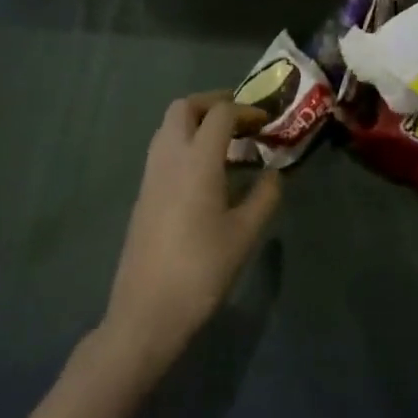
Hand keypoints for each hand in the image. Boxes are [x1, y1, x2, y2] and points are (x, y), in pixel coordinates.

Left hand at [100, 94, 282, 376]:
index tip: (266, 122)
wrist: (146, 313)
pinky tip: (205, 174)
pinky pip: (163, 149)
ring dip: (196, 122)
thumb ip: (265, 196)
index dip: (246, 110)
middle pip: (185, 107)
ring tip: (225, 145)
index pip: (221, 113)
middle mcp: (169, 156)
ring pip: (169, 126)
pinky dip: (184, 143)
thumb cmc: (201, 270)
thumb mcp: (245, 234)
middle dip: (213, 103)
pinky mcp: (143, 194)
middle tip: (240, 120)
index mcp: (197, 159)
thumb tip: (275, 173)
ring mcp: (151, 174)